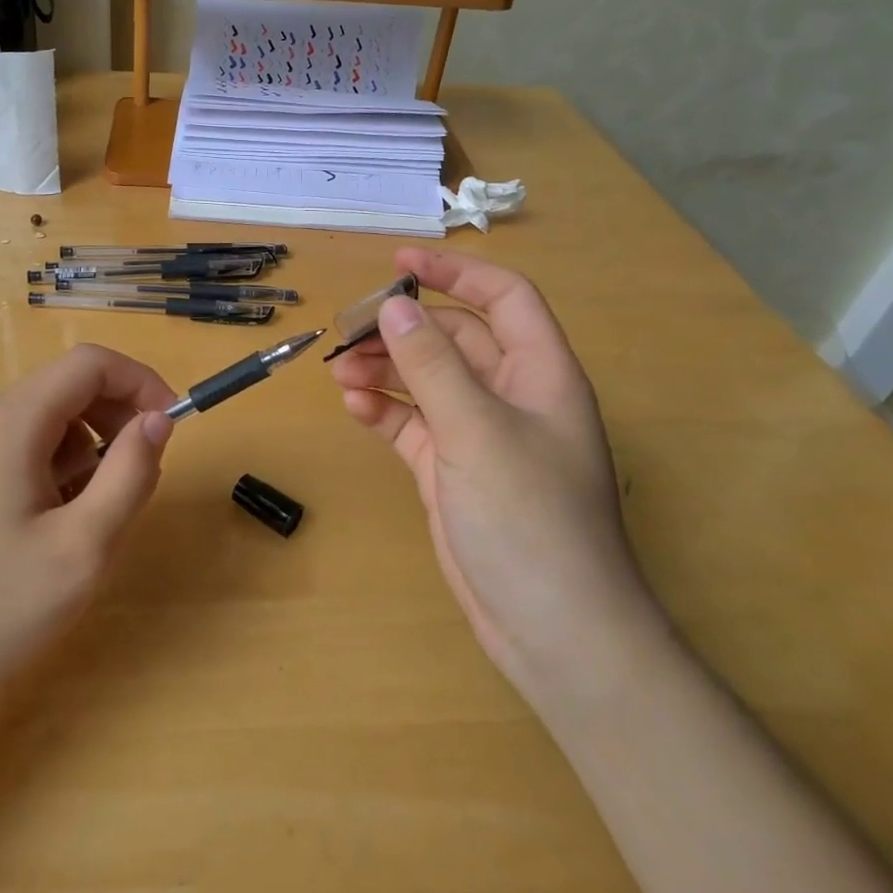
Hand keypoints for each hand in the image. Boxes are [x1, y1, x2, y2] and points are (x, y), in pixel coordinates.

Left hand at [0, 345, 176, 708]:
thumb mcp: (82, 547)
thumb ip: (129, 474)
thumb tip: (157, 420)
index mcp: (10, 425)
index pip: (88, 364)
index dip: (139, 382)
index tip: (168, 427)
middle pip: (66, 386)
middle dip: (116, 416)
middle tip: (140, 472)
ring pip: (46, 419)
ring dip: (88, 446)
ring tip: (96, 510)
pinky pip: (21, 448)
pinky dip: (56, 466)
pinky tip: (56, 523)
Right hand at [331, 249, 662, 698]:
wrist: (552, 629)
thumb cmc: (529, 518)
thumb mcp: (477, 431)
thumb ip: (433, 365)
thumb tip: (395, 305)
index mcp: (539, 373)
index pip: (502, 299)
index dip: (456, 272)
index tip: (399, 263)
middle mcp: (511, 396)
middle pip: (453, 339)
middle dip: (403, 328)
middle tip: (349, 330)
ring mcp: (479, 435)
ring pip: (426, 381)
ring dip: (385, 369)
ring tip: (340, 370)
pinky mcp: (451, 471)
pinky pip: (413, 424)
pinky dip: (384, 410)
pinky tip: (355, 407)